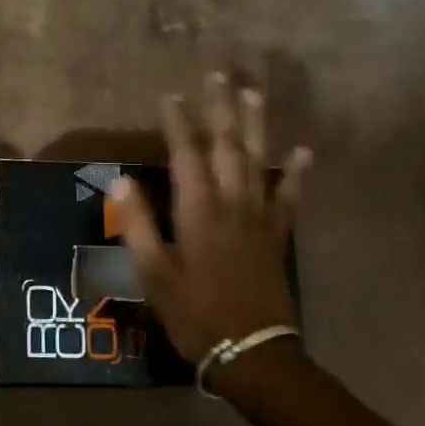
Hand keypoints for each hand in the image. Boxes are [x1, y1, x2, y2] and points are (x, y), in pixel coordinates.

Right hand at [113, 73, 310, 371]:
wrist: (250, 350)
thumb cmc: (194, 312)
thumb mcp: (152, 274)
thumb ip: (138, 225)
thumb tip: (121, 181)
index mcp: (198, 211)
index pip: (187, 155)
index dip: (178, 123)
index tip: (170, 96)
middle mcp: (232, 204)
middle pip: (228, 146)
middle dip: (221, 109)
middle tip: (218, 75)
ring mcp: (260, 218)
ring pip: (259, 160)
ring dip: (255, 125)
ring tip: (253, 94)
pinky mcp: (277, 235)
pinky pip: (290, 196)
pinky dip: (298, 172)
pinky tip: (303, 150)